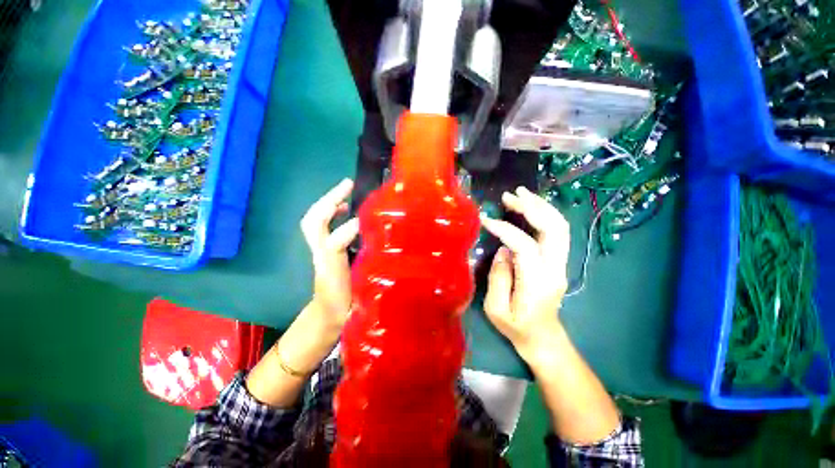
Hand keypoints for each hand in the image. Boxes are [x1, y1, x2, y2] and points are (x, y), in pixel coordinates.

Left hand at [300, 178, 359, 331]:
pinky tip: (348, 212)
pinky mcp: (325, 250)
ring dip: (329, 203)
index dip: (347, 229)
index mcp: (331, 268)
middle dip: (329, 200)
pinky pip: (324, 226)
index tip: (366, 219)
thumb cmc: (344, 307)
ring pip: (315, 221)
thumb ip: (368, 278)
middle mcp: (322, 254)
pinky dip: (334, 214)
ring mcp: (321, 250)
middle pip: (314, 222)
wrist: (328, 316)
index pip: (333, 243)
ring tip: (347, 192)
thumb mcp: (357, 295)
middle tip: (348, 185)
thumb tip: (379, 255)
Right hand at [480, 186, 570, 360]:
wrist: (543, 338)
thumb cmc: (517, 328)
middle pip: (554, 228)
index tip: (486, 220)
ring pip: (560, 226)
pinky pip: (556, 232)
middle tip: (510, 196)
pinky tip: (529, 208)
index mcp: (537, 282)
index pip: (525, 245)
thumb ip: (498, 277)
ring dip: (540, 206)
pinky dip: (543, 215)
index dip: (505, 229)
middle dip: (532, 207)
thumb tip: (503, 250)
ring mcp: (560, 264)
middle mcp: (555, 269)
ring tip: (520, 194)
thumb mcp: (497, 309)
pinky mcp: (558, 262)